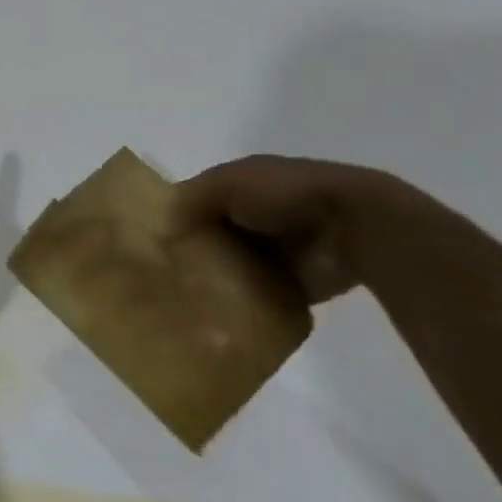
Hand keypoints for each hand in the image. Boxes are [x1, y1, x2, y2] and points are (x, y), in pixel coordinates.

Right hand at [176, 155, 436, 303]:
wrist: (352, 226)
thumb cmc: (284, 193)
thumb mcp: (228, 182)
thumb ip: (192, 198)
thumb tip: (159, 226)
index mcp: (243, 184)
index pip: (199, 200)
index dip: (176, 216)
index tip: (150, 241)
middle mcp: (257, 216)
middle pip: (214, 236)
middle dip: (192, 253)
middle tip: (161, 277)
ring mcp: (277, 251)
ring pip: (234, 268)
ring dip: (216, 281)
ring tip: (182, 302)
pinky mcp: (293, 284)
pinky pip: (258, 296)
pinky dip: (242, 306)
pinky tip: (215, 318)